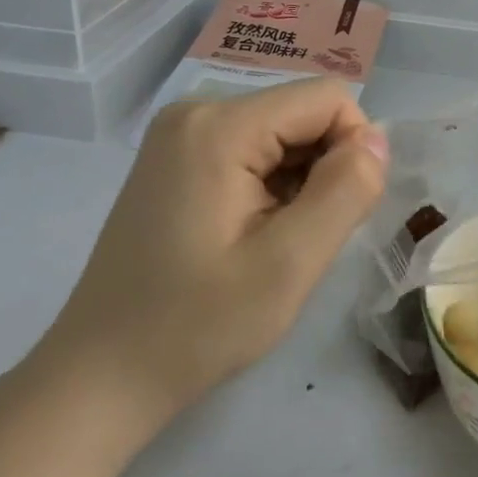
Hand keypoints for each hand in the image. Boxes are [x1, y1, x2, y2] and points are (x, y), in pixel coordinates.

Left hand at [34, 79, 388, 432]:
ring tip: (273, 242)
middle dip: (324, 168)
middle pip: (303, 113)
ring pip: (284, 133)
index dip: (353, 149)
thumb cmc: (196, 327)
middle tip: (302, 238)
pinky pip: (254, 149)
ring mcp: (181, 134)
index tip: (337, 213)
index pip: (328, 99)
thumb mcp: (289, 265)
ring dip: (300, 182)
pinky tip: (251, 235)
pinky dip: (273, 185)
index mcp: (220, 125)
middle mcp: (197, 111)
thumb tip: (377, 140)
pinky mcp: (177, 158)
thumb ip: (346, 191)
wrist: (100, 377)